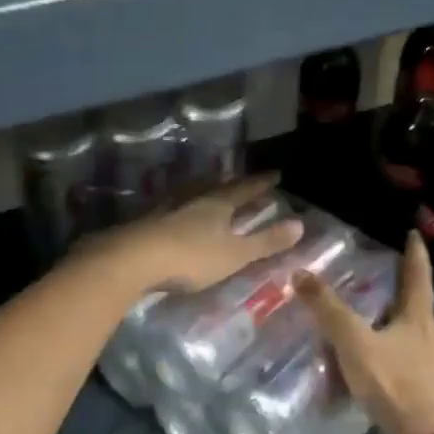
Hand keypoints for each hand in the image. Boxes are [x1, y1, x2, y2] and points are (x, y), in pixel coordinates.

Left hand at [97, 176, 303, 293]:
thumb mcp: (234, 254)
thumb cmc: (190, 257)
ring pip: (191, 193)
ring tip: (211, 189)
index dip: (260, 184)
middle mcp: (193, 199)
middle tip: (242, 179)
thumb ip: (265, 242)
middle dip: (232, 183)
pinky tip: (177, 212)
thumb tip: (301, 224)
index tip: (275, 174)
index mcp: (217, 204)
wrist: (132, 259)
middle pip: (216, 186)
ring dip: (205, 191)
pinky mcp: (146, 221)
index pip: (244, 189)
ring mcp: (166, 208)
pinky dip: (182, 206)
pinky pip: (172, 206)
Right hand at [297, 232, 433, 433]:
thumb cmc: (394, 383)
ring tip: (409, 352)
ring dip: (433, 348)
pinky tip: (405, 389)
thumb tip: (300, 272)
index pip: (419, 280)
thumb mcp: (353, 342)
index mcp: (421, 322)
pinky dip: (424, 381)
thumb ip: (328, 310)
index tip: (415, 236)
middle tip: (423, 311)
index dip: (416, 257)